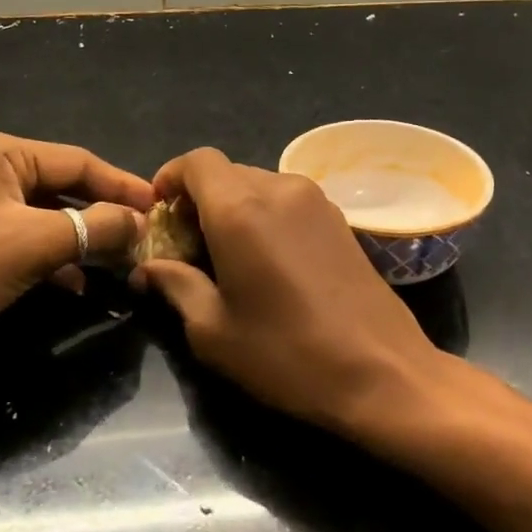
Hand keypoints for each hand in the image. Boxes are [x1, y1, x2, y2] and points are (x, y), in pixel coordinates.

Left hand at [0, 130, 152, 362]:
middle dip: (103, 216)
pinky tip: (76, 285)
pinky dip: (52, 259)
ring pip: (47, 217)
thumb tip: (139, 224)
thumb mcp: (32, 244)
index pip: (79, 161)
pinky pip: (24, 240)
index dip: (123, 186)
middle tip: (143, 239)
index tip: (160, 208)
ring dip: (82, 241)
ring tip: (118, 265)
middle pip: (64, 187)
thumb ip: (93, 227)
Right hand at [131, 148, 441, 431]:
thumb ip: (175, 284)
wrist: (381, 370)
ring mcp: (315, 199)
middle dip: (199, 200)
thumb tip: (150, 267)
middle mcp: (279, 188)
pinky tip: (267, 261)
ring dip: (233, 208)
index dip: (171, 178)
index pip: (196, 161)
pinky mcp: (339, 217)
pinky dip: (264, 216)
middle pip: (226, 173)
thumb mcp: (213, 330)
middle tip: (187, 248)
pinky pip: (287, 200)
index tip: (160, 214)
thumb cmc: (286, 353)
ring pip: (257, 184)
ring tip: (227, 258)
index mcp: (241, 209)